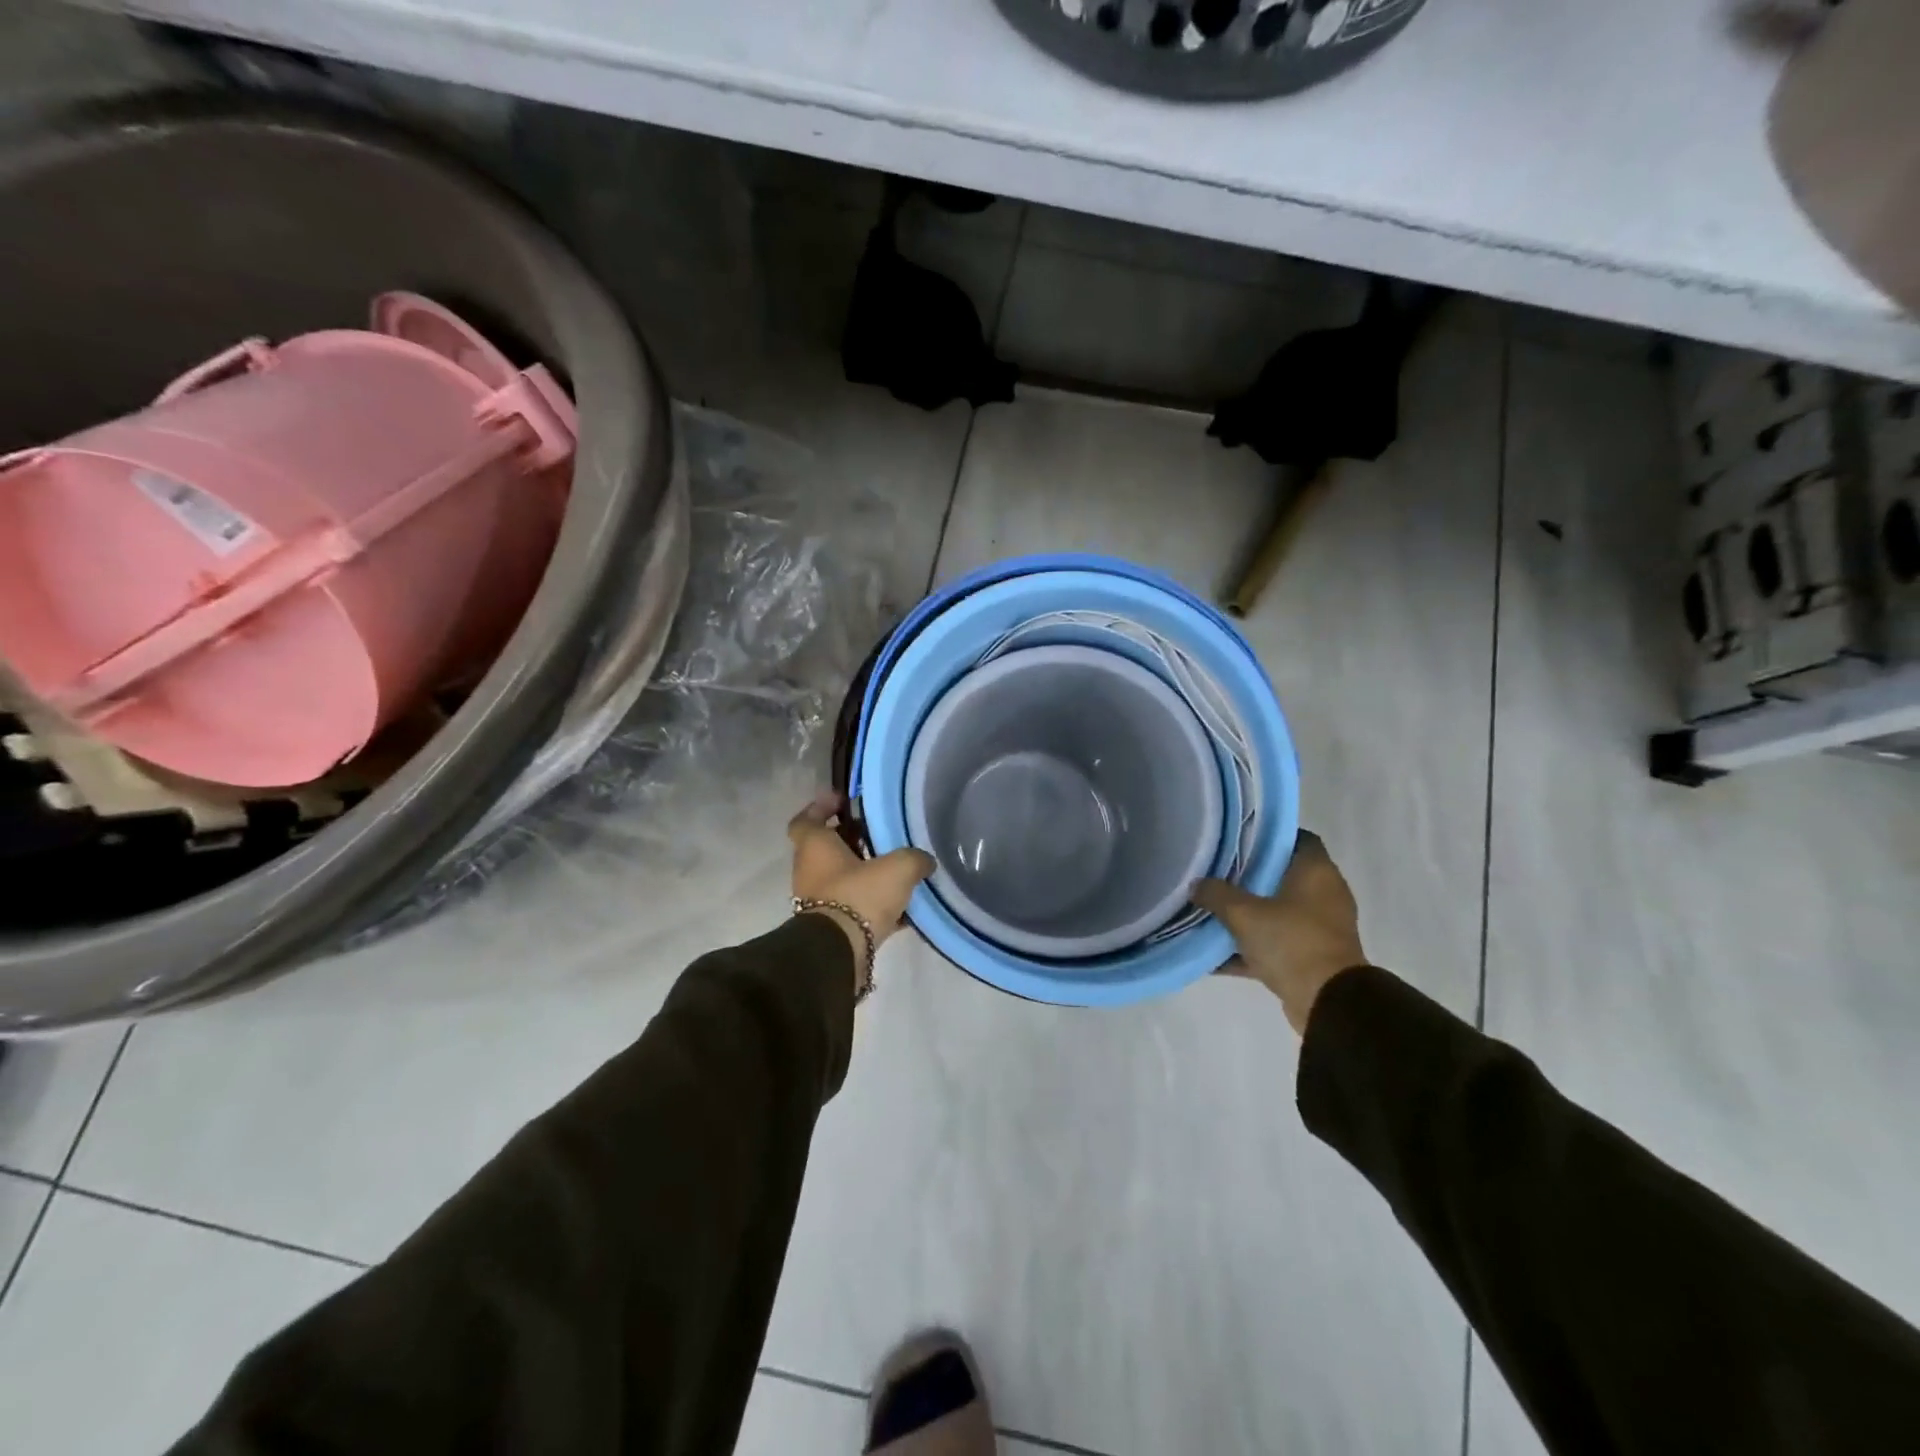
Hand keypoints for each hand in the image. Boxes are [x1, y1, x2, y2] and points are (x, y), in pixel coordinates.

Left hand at [788, 793, 934, 985]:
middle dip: (850, 838)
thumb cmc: (859, 896)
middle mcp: (809, 870)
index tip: (842, 801)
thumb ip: (914, 858)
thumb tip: (924, 861)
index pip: (806, 820)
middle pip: (826, 847)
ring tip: (894, 867)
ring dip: (862, 870)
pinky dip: (870, 901)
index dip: (821, 807)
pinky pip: (851, 904)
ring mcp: (817, 900)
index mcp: (815, 847)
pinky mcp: (831, 926)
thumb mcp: (898, 868)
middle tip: (879, 833)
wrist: (839, 953)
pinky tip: (900, 906)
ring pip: (840, 877)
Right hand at [1192, 831, 1366, 1034]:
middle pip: (1281, 876)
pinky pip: (1275, 944)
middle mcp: (1323, 895)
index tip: (1237, 838)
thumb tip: (1196, 884)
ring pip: (1276, 912)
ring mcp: (1320, 928)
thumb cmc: (1292, 942)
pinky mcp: (1311, 957)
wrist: (1328, 1003)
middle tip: (1215, 872)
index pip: (1295, 838)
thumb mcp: (1244, 913)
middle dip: (1248, 876)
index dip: (1267, 836)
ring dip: (1247, 915)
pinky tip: (1214, 955)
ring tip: (1210, 911)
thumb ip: (1216, 894)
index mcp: (1317, 872)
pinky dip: (1250, 948)